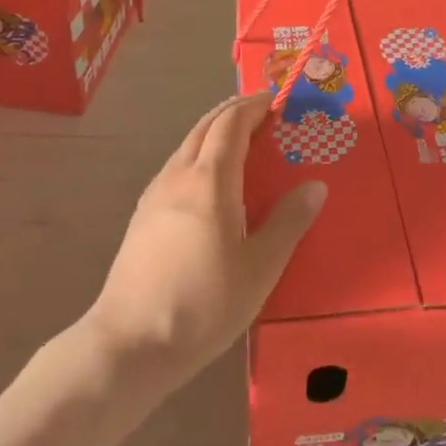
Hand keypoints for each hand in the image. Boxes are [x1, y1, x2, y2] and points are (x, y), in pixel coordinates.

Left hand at [86, 95, 325, 388]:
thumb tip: (315, 185)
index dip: (253, 106)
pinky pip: (176, 166)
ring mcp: (155, 195)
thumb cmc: (203, 304)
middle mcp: (178, 175)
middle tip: (263, 114)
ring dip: (214, 132)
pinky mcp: (142, 216)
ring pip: (187, 145)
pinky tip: (209, 183)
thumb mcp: (260, 267)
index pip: (231, 123)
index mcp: (210, 180)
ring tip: (241, 143)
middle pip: (205, 125)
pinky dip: (199, 154)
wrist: (130, 344)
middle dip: (234, 111)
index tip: (276, 101)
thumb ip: (289, 222)